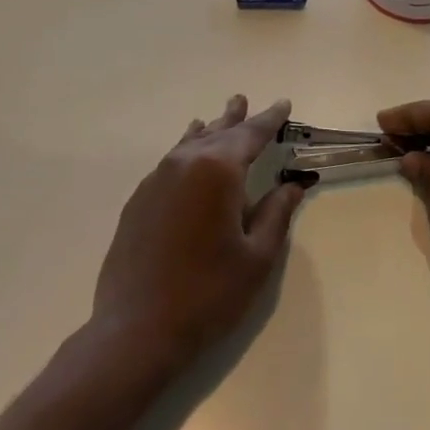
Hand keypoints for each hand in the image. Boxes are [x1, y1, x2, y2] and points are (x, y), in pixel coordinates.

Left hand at [90, 96, 309, 374]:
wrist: (137, 329)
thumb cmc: (208, 294)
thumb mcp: (256, 257)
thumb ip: (277, 213)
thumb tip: (293, 184)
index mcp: (218, 170)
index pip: (251, 134)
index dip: (270, 119)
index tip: (284, 104)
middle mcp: (185, 163)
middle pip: (217, 132)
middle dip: (237, 118)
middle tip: (246, 100)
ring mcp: (157, 179)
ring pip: (190, 143)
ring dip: (209, 130)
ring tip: (219, 116)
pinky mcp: (139, 199)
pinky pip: (170, 161)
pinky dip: (186, 150)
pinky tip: (187, 152)